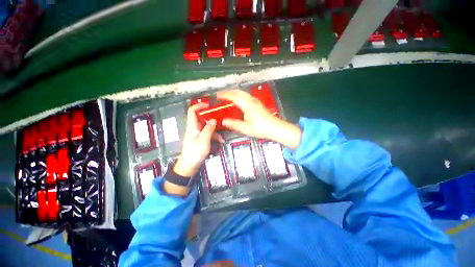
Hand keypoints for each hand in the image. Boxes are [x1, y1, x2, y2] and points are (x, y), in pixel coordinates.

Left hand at [173, 103, 223, 177]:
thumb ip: (209, 129)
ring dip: (215, 130)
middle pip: (202, 118)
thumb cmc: (195, 152)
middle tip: (220, 118)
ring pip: (207, 127)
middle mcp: (194, 128)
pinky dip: (214, 137)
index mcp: (192, 126)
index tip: (209, 105)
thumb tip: (214, 119)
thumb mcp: (204, 140)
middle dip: (211, 118)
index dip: (199, 106)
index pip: (192, 111)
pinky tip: (221, 141)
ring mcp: (197, 134)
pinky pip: (208, 135)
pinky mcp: (200, 140)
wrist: (189, 166)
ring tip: (222, 136)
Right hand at [218, 89, 301, 149]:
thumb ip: (234, 124)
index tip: (216, 95)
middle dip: (229, 92)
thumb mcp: (245, 128)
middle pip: (238, 92)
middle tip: (220, 95)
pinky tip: (238, 101)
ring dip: (234, 93)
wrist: (275, 128)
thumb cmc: (260, 128)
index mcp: (247, 104)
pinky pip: (246, 96)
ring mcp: (255, 101)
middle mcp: (251, 100)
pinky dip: (239, 96)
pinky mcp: (258, 104)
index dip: (224, 95)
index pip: (233, 96)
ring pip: (242, 93)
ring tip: (227, 97)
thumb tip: (223, 121)